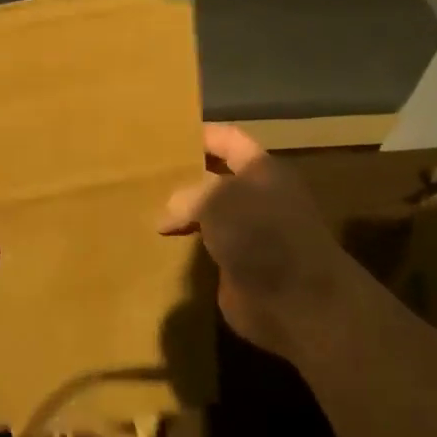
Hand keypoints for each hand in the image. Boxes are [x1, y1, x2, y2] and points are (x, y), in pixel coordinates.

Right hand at [159, 124, 360, 353]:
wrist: (297, 301)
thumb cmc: (261, 234)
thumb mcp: (217, 200)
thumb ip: (187, 196)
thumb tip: (166, 215)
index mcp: (261, 170)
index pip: (228, 139)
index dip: (200, 135)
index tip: (164, 137)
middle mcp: (257, 197)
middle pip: (214, 178)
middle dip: (183, 177)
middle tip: (142, 176)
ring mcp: (248, 233)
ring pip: (207, 215)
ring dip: (180, 216)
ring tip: (140, 210)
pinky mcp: (238, 266)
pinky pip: (205, 249)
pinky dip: (183, 247)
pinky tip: (154, 246)